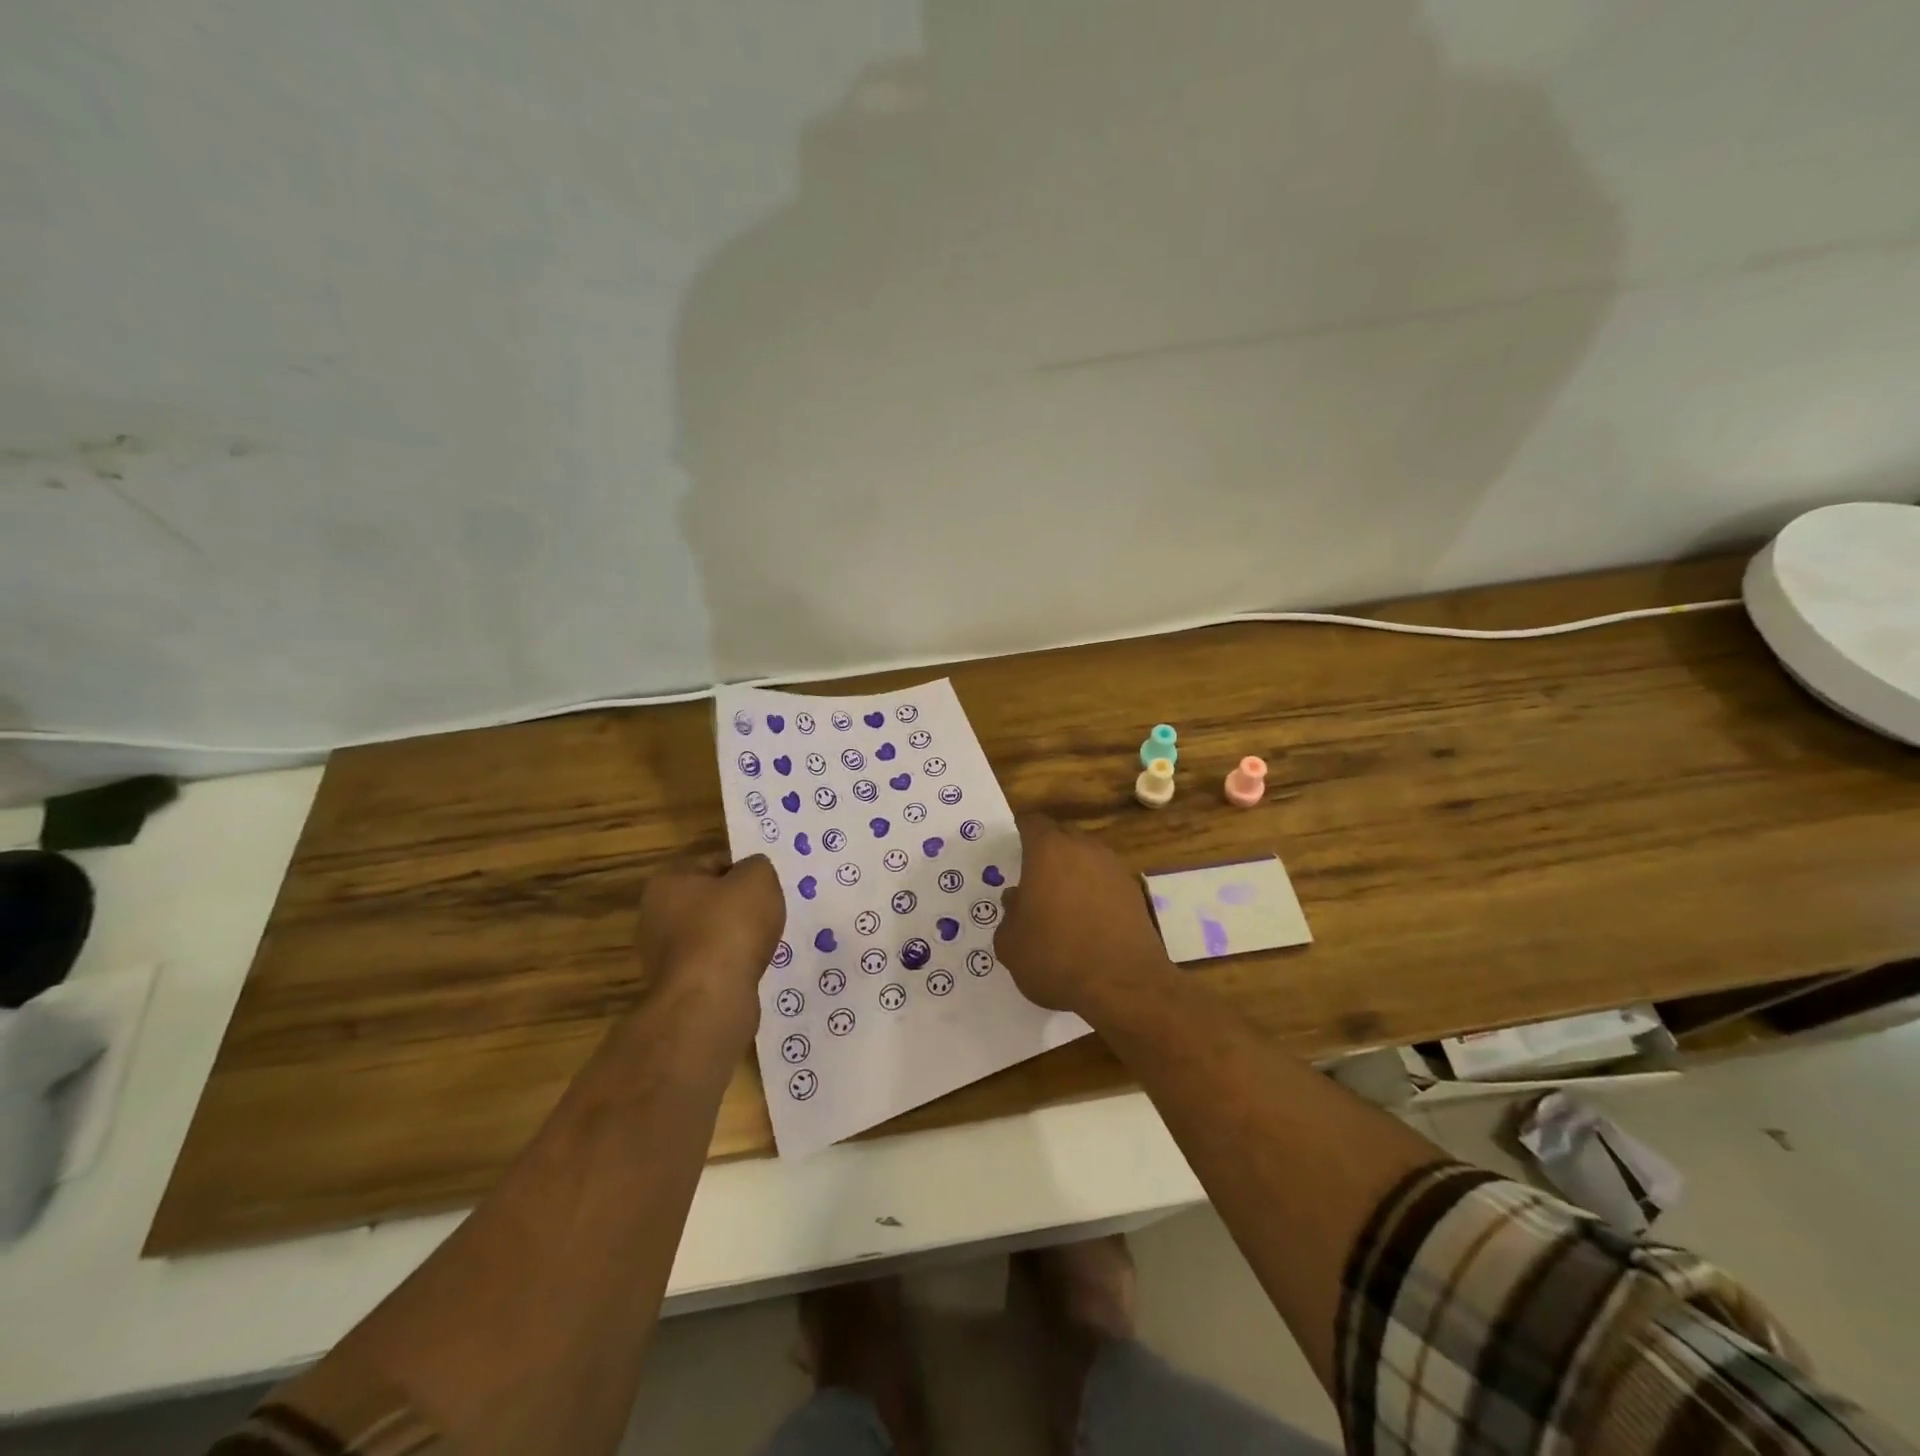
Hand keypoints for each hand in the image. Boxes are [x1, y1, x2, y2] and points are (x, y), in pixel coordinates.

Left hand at [636, 856, 785, 1012]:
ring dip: (734, 939)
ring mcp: (661, 956)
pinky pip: (711, 966)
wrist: (711, 998)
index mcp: (667, 882)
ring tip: (760, 946)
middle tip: (765, 916)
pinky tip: (748, 970)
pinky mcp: (675, 987)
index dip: (743, 873)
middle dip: (737, 908)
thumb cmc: (731, 926)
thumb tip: (752, 875)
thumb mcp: (758, 877)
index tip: (764, 889)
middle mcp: (654, 917)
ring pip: (710, 936)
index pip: (713, 864)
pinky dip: (730, 966)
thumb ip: (757, 866)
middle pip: (709, 902)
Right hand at [994, 815, 1172, 1015]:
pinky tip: (1089, 920)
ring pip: (1087, 857)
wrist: (1123, 985)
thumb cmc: (1056, 957)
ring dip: (1074, 872)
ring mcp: (1114, 869)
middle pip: (1063, 836)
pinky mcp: (1135, 892)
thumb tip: (1017, 900)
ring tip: (1062, 902)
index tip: (1014, 846)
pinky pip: (1106, 881)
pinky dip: (1096, 892)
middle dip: (1048, 851)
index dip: (1021, 831)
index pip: (1032, 823)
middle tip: (1035, 877)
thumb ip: (1009, 916)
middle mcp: (1084, 849)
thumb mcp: (1011, 944)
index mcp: (1048, 852)